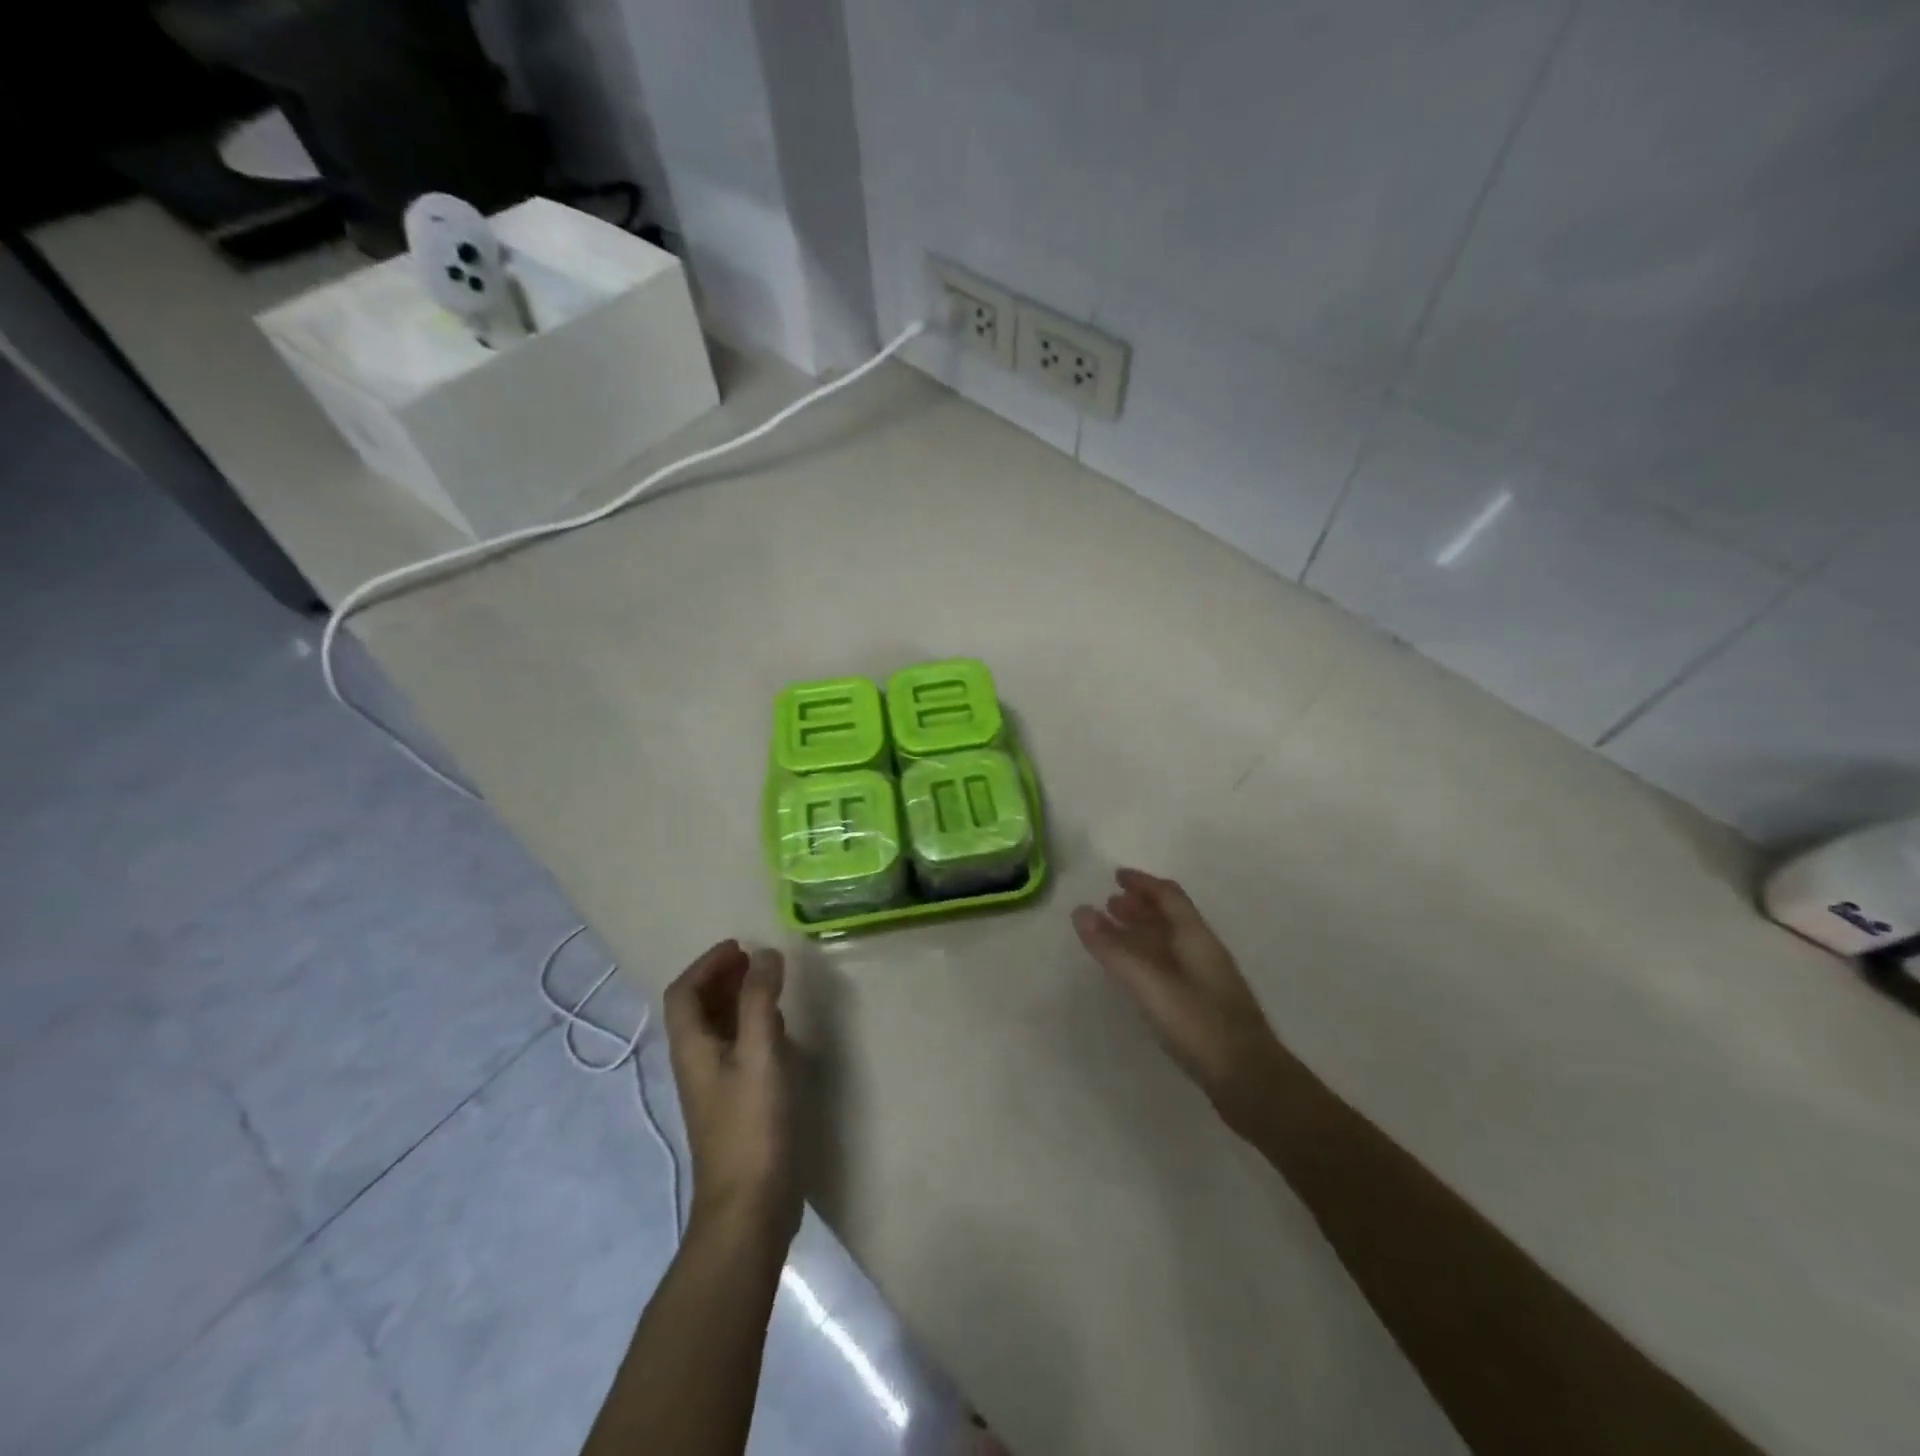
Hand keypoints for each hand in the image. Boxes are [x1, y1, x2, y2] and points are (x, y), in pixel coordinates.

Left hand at [662, 940, 798, 1244]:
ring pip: (716, 1030)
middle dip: (721, 978)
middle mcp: (696, 1063)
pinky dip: (750, 1026)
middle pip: (697, 1009)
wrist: (748, 1207)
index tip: (739, 947)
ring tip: (767, 984)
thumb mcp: (760, 1053)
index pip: (684, 993)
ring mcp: (715, 1087)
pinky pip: (736, 1049)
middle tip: (754, 960)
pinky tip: (777, 1030)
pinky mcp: (735, 1105)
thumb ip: (760, 1001)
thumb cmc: (751, 1125)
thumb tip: (764, 955)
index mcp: (692, 1048)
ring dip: (735, 1000)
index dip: (707, 964)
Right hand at [1072, 869, 1284, 1136]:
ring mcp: (1207, 981)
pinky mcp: (1204, 1007)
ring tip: (1114, 935)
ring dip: (1142, 932)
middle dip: (1139, 907)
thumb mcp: (1151, 985)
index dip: (1142, 883)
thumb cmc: (1200, 1026)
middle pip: (1170, 917)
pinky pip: (1170, 966)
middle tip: (1109, 904)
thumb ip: (1114, 950)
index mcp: (1196, 938)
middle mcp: (1204, 952)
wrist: (1251, 1082)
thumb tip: (1080, 911)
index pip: (1169, 896)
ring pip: (1170, 943)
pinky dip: (1148, 958)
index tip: (1115, 876)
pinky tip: (1136, 976)